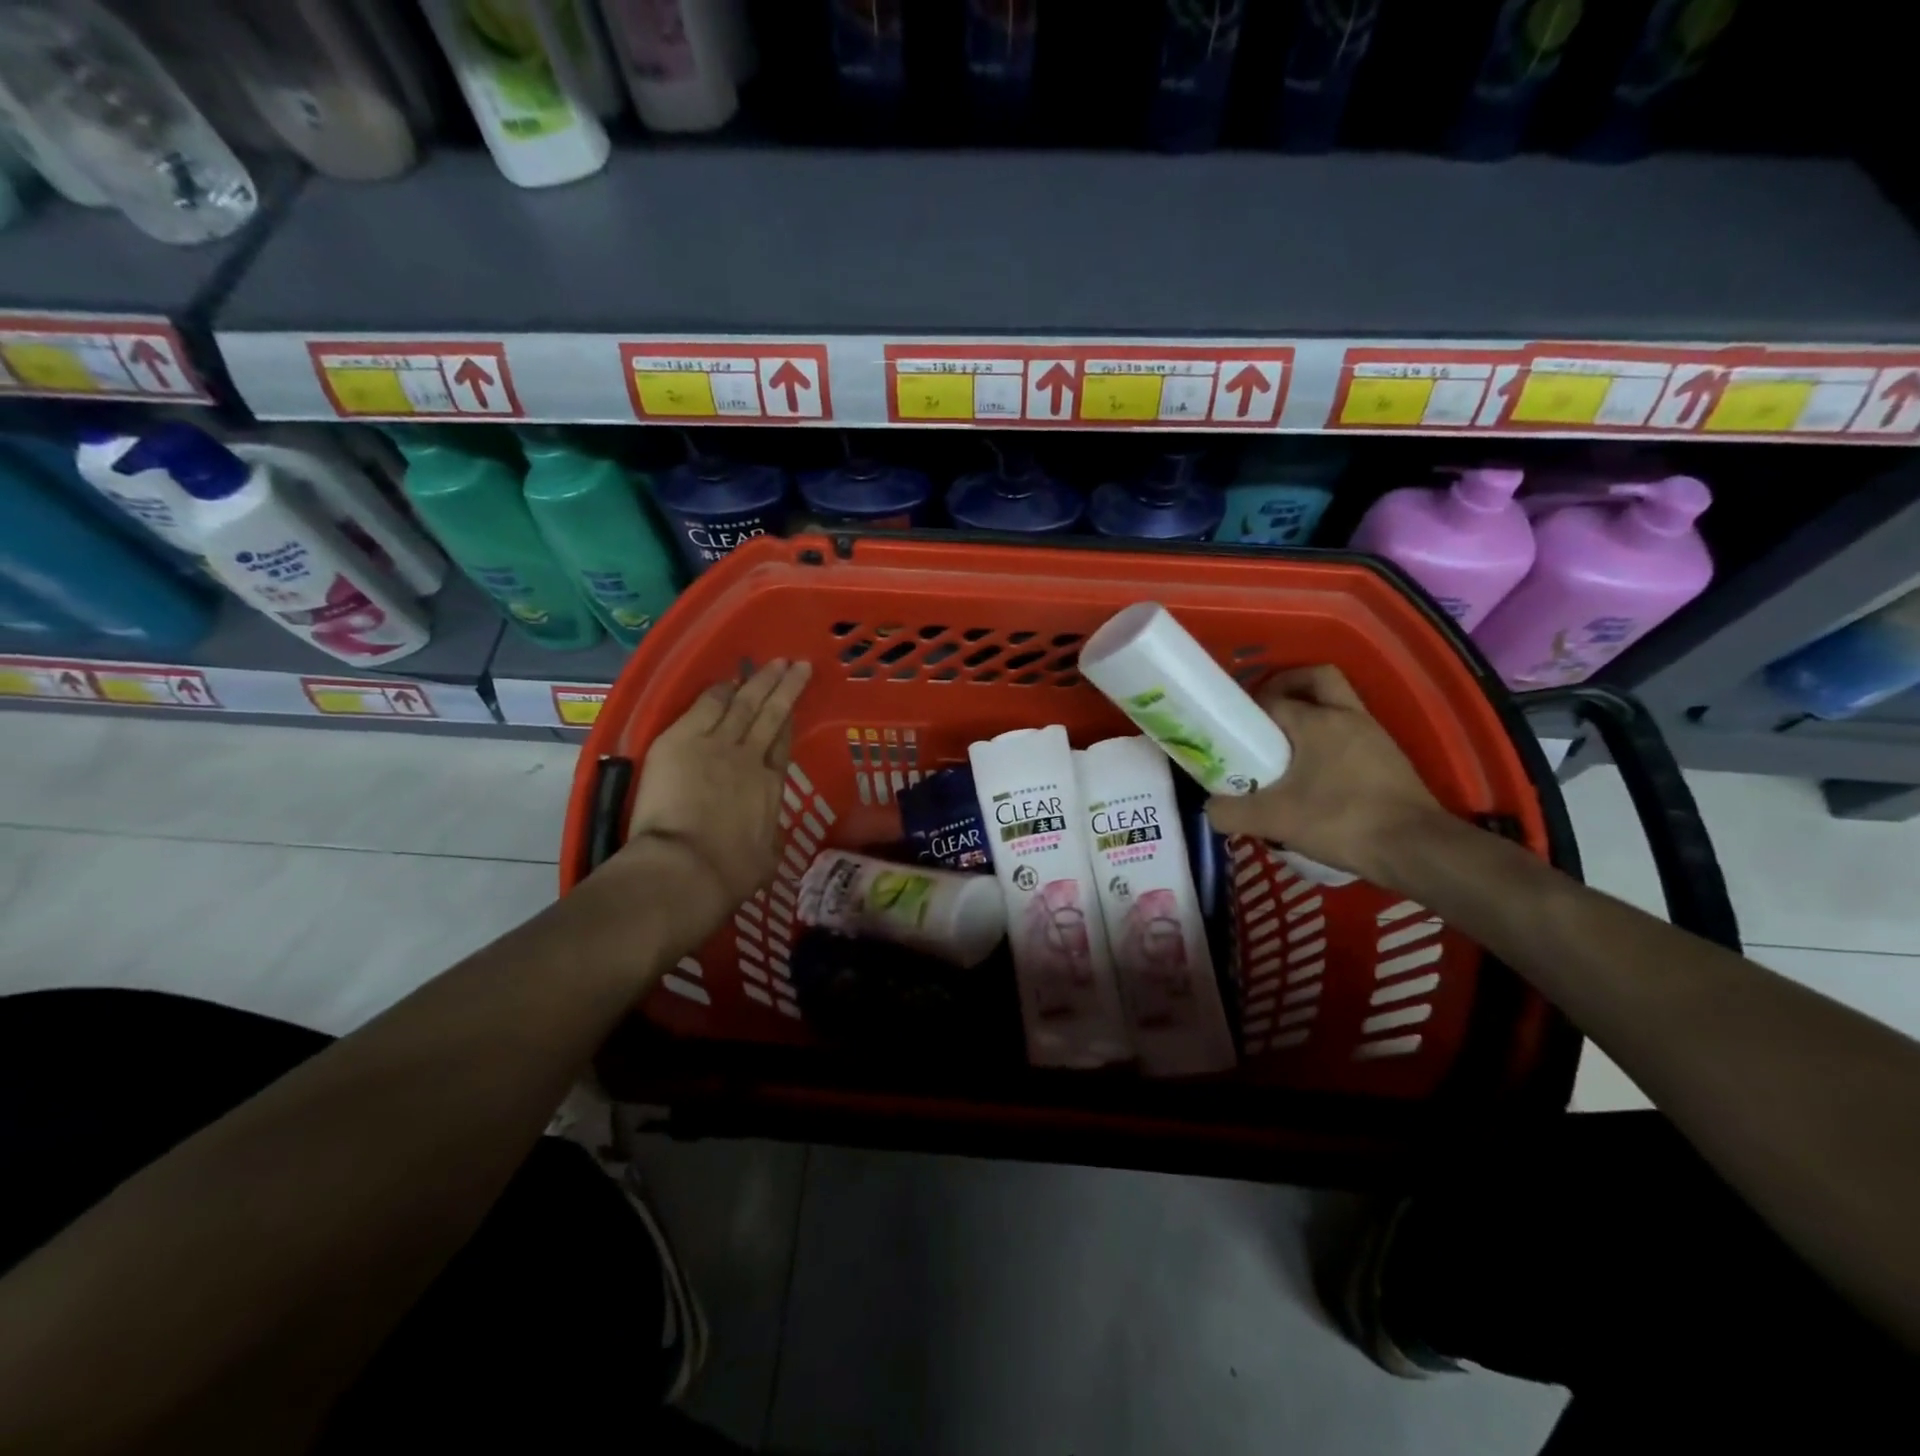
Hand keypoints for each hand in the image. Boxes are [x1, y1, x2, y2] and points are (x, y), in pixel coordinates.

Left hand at [612, 658, 812, 945]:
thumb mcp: (766, 858)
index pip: (782, 744)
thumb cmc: (730, 873)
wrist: (688, 867)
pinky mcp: (682, 740)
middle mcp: (750, 758)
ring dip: (759, 680)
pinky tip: (726, 680)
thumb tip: (768, 840)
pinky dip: (718, 691)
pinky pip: (705, 706)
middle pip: (771, 714)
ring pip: (744, 702)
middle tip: (798, 664)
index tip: (793, 706)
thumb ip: (768, 840)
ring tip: (771, 663)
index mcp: (771, 786)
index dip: (789, 721)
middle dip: (786, 687)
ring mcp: (717, 744)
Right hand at [1204, 665, 1444, 878]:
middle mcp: (1348, 716)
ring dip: (1311, 716)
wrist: (1414, 848)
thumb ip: (1230, 812)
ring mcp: (1375, 736)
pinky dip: (1330, 741)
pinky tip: (1315, 775)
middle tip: (1264, 716)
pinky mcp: (1391, 759)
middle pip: (1316, 679)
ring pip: (1338, 706)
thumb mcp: (1272, 820)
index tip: (1232, 733)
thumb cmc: (1339, 820)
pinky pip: (1352, 734)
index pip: (1273, 698)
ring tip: (1286, 751)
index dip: (1247, 711)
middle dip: (1288, 686)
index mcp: (1317, 720)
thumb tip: (1211, 809)